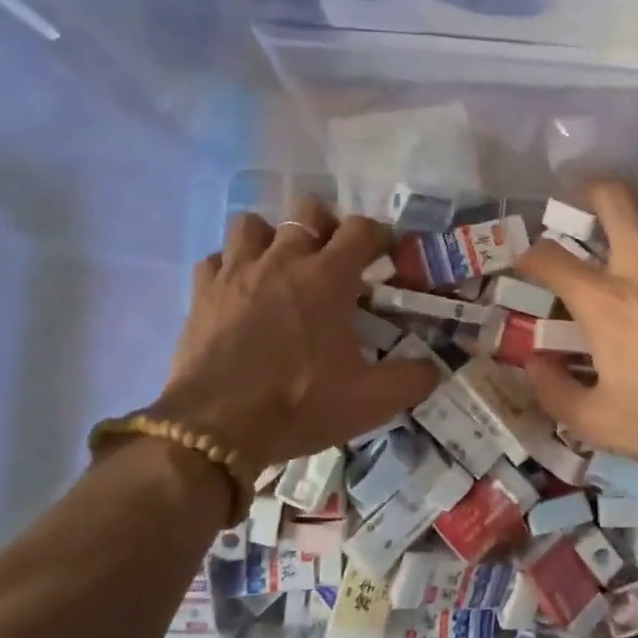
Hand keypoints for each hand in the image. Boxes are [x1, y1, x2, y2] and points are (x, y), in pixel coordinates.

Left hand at [152, 198, 439, 468]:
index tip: (385, 254)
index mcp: (328, 277)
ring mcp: (237, 271)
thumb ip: (412, 379)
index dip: (379, 235)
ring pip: (252, 224)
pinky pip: (216, 259)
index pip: (362, 229)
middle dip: (326, 225)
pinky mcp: (202, 292)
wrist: (216, 427)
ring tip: (280, 267)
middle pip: (307, 209)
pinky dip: (230, 268)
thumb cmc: (300, 404)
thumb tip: (434, 368)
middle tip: (332, 258)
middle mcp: (283, 259)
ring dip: (271, 238)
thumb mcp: (371, 401)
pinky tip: (238, 292)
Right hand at [514, 182, 637, 484]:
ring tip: (630, 227)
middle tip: (581, 206)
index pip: (551, 257)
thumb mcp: (598, 423)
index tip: (528, 264)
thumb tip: (535, 362)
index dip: (530, 256)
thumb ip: (555, 390)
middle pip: (613, 197)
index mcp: (605, 301)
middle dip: (588, 192)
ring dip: (636, 210)